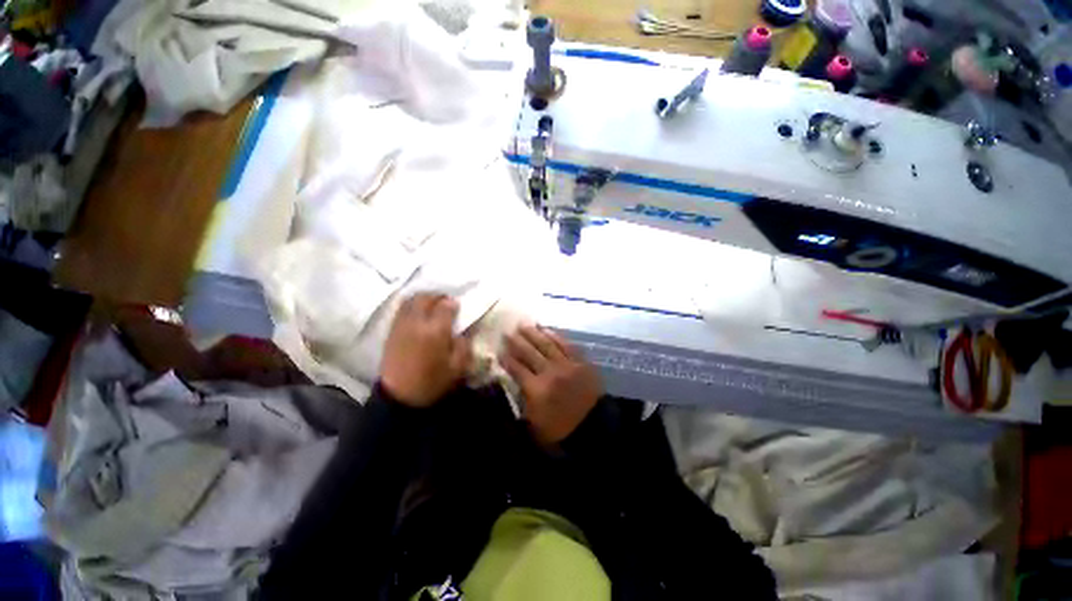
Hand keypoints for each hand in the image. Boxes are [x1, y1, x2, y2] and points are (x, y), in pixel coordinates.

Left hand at [380, 294, 472, 407]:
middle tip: (444, 303)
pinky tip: (417, 315)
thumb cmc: (432, 383)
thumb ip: (464, 346)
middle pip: (425, 298)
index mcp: (436, 331)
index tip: (458, 307)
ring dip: (422, 299)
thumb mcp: (458, 368)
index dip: (453, 304)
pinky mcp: (391, 332)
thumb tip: (462, 333)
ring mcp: (401, 326)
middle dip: (436, 296)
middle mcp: (417, 323)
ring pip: (410, 301)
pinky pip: (401, 311)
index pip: (445, 306)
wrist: (400, 398)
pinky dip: (411, 307)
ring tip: (431, 306)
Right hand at [501, 325, 602, 446]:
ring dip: (533, 334)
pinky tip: (546, 329)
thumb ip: (523, 400)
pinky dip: (555, 336)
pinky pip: (566, 344)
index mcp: (536, 389)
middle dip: (516, 341)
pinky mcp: (580, 361)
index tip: (499, 350)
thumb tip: (515, 382)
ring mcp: (566, 365)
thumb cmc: (561, 430)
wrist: (594, 427)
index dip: (506, 359)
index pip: (516, 368)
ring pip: (546, 344)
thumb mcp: (534, 423)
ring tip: (523, 325)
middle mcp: (549, 372)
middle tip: (507, 332)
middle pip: (529, 352)